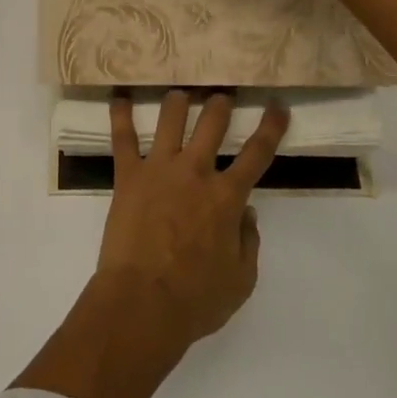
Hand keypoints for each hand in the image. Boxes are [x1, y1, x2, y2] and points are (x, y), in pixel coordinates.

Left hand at [99, 90, 290, 344]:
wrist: (142, 303)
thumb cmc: (195, 299)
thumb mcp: (241, 280)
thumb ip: (249, 242)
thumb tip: (248, 213)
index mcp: (226, 197)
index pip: (256, 153)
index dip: (270, 127)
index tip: (277, 106)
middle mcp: (195, 171)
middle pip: (212, 122)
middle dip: (220, 104)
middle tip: (221, 96)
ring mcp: (159, 168)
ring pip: (170, 118)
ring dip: (178, 101)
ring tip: (180, 94)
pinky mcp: (128, 175)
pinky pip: (123, 138)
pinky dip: (120, 115)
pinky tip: (119, 98)